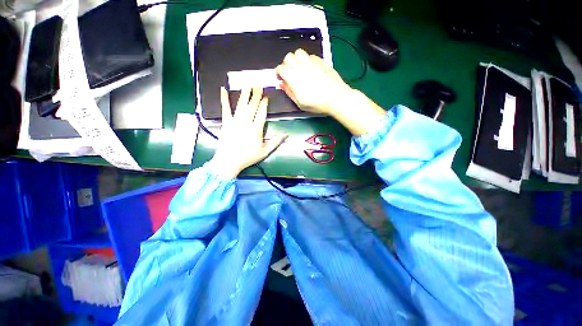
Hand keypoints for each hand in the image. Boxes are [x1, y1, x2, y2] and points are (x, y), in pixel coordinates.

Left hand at [209, 87, 287, 178]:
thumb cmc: (248, 157)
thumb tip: (286, 134)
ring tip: (247, 84)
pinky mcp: (226, 122)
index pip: (261, 113)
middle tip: (258, 85)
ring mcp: (235, 121)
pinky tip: (223, 89)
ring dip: (245, 94)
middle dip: (256, 95)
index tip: (266, 97)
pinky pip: (225, 109)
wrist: (229, 161)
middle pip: (252, 106)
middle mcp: (245, 123)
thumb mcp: (264, 151)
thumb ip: (275, 142)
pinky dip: (224, 99)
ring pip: (241, 105)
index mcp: (256, 130)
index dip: (264, 104)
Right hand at [276, 49, 351, 114]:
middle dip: (286, 64)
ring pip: (299, 52)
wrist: (335, 97)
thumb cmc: (316, 103)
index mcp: (294, 77)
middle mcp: (301, 66)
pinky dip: (307, 60)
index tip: (280, 78)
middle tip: (290, 73)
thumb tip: (281, 84)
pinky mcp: (321, 61)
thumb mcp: (300, 103)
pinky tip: (310, 68)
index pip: (281, 68)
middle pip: (288, 57)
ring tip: (299, 68)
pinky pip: (310, 55)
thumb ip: (289, 92)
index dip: (278, 72)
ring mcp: (312, 62)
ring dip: (296, 59)